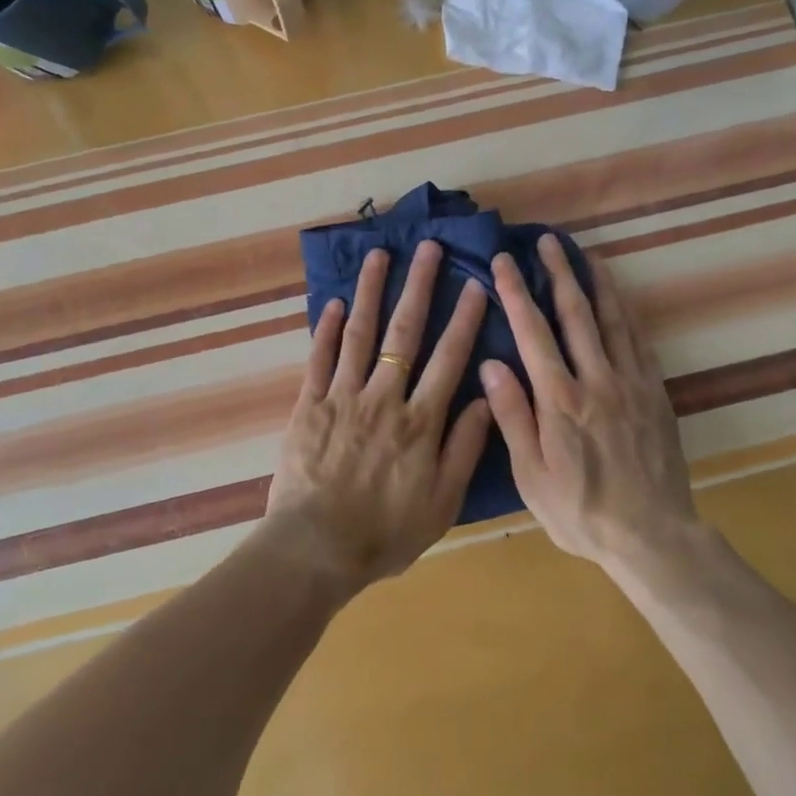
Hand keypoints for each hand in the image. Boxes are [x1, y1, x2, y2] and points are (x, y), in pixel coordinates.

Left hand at [262, 240, 492, 599]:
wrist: (316, 548)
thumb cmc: (385, 532)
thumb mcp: (442, 502)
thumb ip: (464, 448)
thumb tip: (485, 399)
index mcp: (420, 421)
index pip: (449, 359)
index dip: (465, 320)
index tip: (476, 285)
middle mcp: (383, 397)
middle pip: (404, 332)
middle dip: (419, 286)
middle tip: (428, 248)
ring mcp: (342, 397)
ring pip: (359, 333)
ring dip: (370, 291)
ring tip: (379, 255)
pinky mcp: (309, 405)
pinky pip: (318, 359)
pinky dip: (325, 329)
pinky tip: (332, 303)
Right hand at [479, 236, 698, 566]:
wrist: (652, 536)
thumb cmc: (581, 512)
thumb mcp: (531, 475)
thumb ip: (512, 416)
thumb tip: (491, 362)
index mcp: (559, 399)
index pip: (532, 332)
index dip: (515, 292)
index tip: (503, 261)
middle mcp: (596, 380)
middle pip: (575, 314)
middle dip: (557, 272)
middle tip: (546, 240)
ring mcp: (631, 383)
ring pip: (612, 319)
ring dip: (596, 282)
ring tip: (585, 252)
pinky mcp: (656, 393)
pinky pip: (640, 342)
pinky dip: (627, 313)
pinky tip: (620, 299)